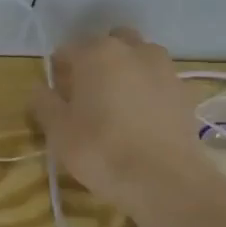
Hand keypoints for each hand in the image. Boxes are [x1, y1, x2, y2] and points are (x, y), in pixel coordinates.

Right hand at [28, 28, 206, 210]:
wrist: (165, 181)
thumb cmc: (101, 150)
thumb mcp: (58, 131)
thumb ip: (44, 103)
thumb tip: (40, 89)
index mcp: (96, 53)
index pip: (67, 50)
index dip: (58, 72)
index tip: (57, 97)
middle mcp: (133, 50)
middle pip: (108, 45)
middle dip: (96, 62)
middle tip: (87, 94)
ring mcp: (164, 68)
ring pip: (138, 58)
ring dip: (125, 71)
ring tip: (117, 105)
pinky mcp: (185, 92)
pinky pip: (158, 81)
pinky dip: (148, 90)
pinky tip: (141, 119)